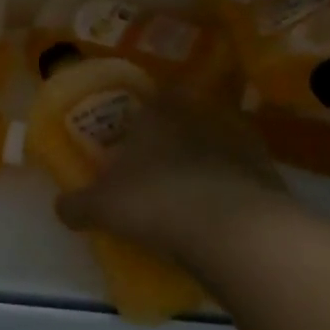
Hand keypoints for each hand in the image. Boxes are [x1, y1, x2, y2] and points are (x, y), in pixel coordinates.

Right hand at [55, 95, 300, 267]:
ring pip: (217, 144)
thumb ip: (76, 205)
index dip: (140, 117)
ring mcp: (240, 142)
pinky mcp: (269, 172)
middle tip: (158, 168)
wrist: (234, 231)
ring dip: (205, 162)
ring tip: (190, 194)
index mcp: (156, 114)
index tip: (131, 138)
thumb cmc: (155, 202)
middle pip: (184, 119)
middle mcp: (199, 116)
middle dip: (173, 139)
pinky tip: (219, 214)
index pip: (149, 99)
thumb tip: (61, 207)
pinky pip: (243, 175)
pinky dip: (232, 188)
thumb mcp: (100, 207)